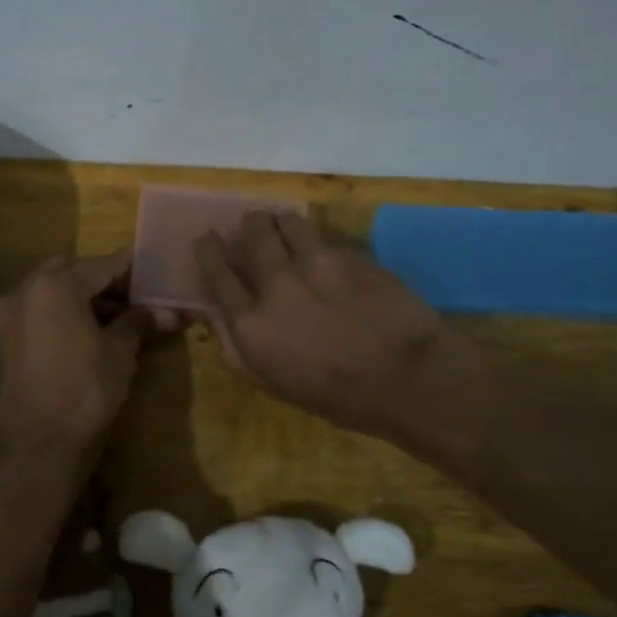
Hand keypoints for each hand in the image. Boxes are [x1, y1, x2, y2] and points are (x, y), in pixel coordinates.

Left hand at [0, 249, 154, 460]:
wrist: (36, 446)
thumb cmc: (85, 392)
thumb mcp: (119, 353)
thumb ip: (139, 322)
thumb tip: (166, 311)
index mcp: (56, 286)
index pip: (101, 264)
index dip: (130, 267)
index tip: (152, 268)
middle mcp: (26, 290)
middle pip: (71, 270)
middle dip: (102, 278)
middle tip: (133, 295)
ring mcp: (10, 314)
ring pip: (51, 289)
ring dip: (81, 294)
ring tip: (116, 316)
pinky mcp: (5, 338)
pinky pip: (38, 310)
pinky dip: (62, 311)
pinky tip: (87, 331)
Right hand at [192, 213, 447, 437]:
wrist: (409, 378)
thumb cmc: (339, 396)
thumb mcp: (275, 384)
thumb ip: (238, 349)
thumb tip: (215, 317)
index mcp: (251, 322)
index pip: (216, 271)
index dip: (208, 249)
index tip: (207, 238)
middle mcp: (277, 283)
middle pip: (251, 234)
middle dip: (247, 226)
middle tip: (251, 227)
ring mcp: (316, 262)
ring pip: (287, 221)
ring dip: (280, 222)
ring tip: (285, 227)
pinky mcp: (350, 253)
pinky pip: (323, 234)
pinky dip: (316, 237)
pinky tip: (323, 249)